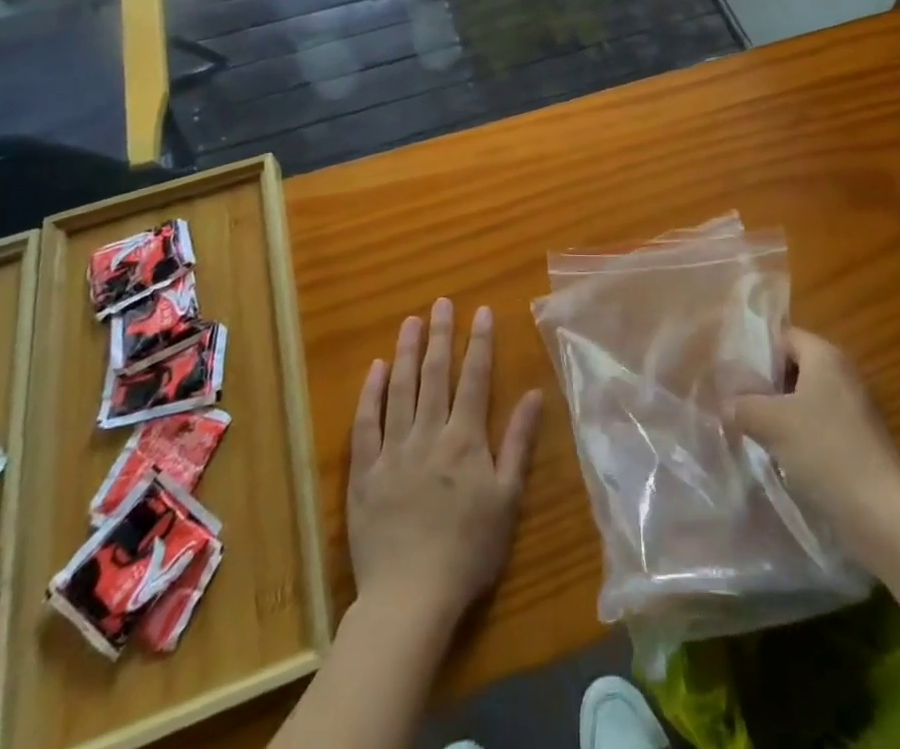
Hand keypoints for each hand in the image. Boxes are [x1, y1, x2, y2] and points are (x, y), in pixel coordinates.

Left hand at [347, 298, 543, 631]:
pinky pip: (366, 423)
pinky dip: (372, 393)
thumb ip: (518, 443)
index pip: (474, 378)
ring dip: (407, 352)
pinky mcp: (364, 471)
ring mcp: (392, 450)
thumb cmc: (468, 550)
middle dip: (441, 335)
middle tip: (441, 302)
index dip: (479, 342)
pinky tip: (376, 368)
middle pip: (435, 374)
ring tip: (411, 321)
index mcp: (464, 439)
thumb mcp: (506, 498)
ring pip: (400, 389)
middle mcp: (428, 434)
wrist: (410, 597)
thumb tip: (535, 395)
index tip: (481, 310)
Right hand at [725, 328, 899, 565]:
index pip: (783, 336)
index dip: (754, 350)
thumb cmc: (826, 451)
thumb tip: (723, 403)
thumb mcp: (772, 422)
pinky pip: (814, 426)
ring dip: (775, 412)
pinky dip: (793, 435)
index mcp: (825, 356)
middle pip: (791, 367)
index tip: (726, 371)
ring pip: (801, 399)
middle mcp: (841, 374)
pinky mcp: (854, 442)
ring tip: (743, 428)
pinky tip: (772, 454)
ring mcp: (851, 410)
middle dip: (761, 384)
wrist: (884, 515)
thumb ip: (742, 406)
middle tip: (730, 400)